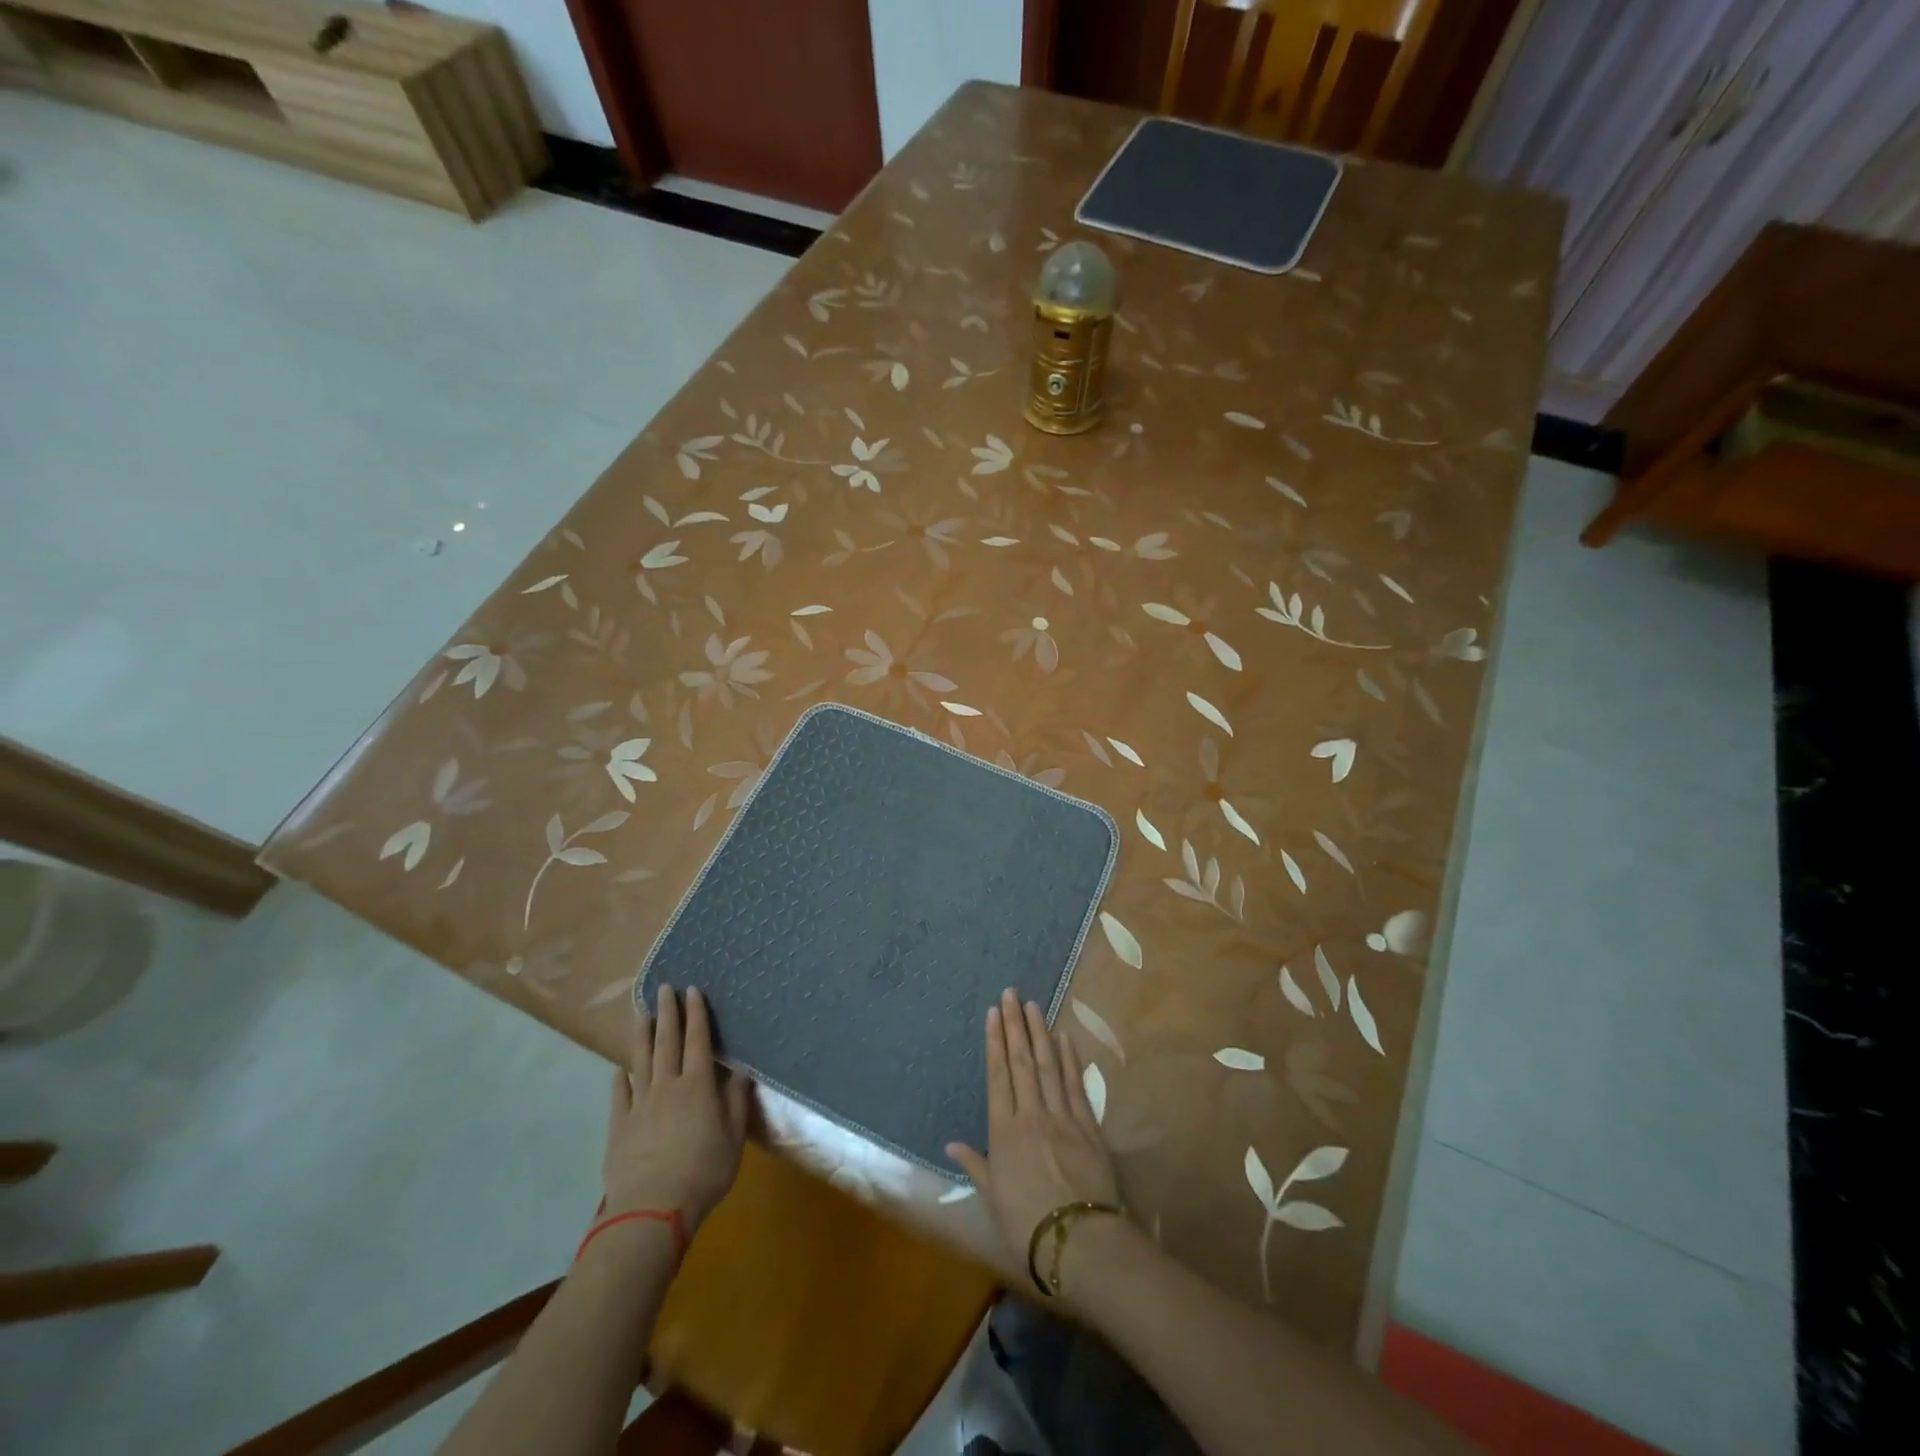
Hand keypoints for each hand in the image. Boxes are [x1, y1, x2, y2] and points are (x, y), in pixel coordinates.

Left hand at [604, 985, 750, 1231]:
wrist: (652, 1210)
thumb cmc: (703, 1172)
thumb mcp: (733, 1137)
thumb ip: (736, 1101)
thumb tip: (741, 1070)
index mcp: (698, 1085)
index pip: (698, 1040)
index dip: (696, 1014)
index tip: (692, 989)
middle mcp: (667, 1086)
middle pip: (667, 1041)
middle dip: (667, 1012)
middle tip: (663, 987)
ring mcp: (640, 1104)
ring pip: (640, 1060)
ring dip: (641, 1034)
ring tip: (640, 1012)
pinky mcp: (619, 1126)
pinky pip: (620, 1094)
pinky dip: (621, 1077)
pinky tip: (620, 1069)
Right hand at [947, 988, 1122, 1297]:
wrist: (1078, 1243)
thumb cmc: (1026, 1227)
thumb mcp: (993, 1199)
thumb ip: (976, 1165)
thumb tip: (952, 1143)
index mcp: (1004, 1132)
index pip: (998, 1076)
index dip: (995, 1042)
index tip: (993, 1013)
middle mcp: (1031, 1115)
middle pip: (1022, 1062)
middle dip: (1015, 1025)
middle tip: (1011, 994)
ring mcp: (1062, 1117)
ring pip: (1048, 1065)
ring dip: (1039, 1033)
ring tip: (1033, 1005)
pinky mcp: (1088, 1127)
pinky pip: (1076, 1085)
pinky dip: (1070, 1059)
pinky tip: (1065, 1038)